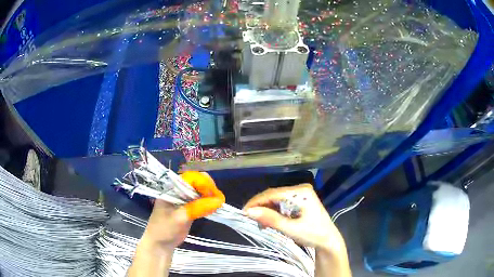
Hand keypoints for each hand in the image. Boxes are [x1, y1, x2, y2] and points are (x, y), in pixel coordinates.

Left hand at [139, 171, 224, 252]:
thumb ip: (197, 208)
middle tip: (219, 199)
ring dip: (211, 195)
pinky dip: (209, 203)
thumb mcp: (179, 218)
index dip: (203, 183)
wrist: (160, 244)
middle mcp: (178, 191)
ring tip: (219, 203)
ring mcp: (184, 199)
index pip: (190, 178)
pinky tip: (214, 207)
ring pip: (200, 191)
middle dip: (209, 188)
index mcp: (171, 189)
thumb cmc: (164, 229)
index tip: (214, 194)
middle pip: (197, 182)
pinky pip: (201, 201)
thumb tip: (218, 201)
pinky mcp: (189, 208)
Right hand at [243, 184, 344, 253]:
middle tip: (251, 220)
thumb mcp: (291, 229)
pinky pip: (281, 204)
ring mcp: (300, 195)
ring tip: (261, 224)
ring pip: (276, 200)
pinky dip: (273, 213)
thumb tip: (249, 211)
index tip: (244, 212)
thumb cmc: (313, 234)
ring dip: (266, 211)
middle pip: (274, 195)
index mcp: (301, 192)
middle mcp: (300, 190)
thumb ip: (271, 219)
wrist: (329, 241)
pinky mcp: (299, 202)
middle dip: (261, 207)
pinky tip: (270, 222)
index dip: (257, 202)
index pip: (273, 193)